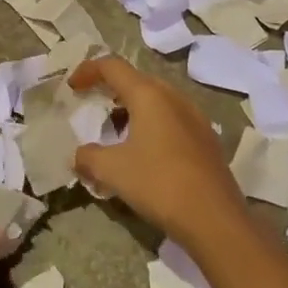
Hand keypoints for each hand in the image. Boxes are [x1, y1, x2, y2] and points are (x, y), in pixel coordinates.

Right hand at [69, 56, 248, 249]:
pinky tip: (144, 151)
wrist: (215, 220)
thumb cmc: (158, 184)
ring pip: (157, 100)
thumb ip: (88, 157)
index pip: (112, 66)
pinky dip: (151, 124)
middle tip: (93, 104)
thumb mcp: (112, 170)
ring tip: (116, 130)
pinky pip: (172, 119)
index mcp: (149, 95)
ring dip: (133, 108)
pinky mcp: (207, 140)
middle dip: (111, 88)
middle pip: (137, 80)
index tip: (72, 86)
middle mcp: (174, 97)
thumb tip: (79, 155)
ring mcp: (195, 118)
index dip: (88, 70)